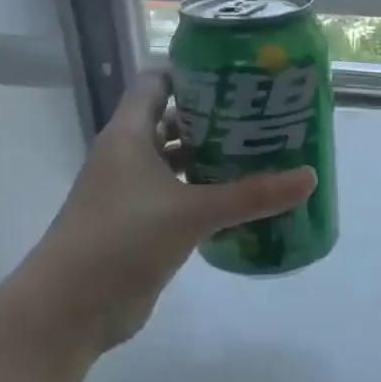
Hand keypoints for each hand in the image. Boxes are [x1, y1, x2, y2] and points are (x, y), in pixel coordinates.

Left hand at [0, 71, 315, 381]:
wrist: (70, 308)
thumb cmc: (122, 240)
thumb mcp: (192, 212)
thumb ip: (251, 195)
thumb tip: (309, 177)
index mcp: (128, 136)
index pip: (156, 83)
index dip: (192, 74)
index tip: (238, 76)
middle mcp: (127, 157)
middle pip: (172, 123)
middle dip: (215, 119)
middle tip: (264, 117)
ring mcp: (132, 194)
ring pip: (177, 164)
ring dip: (212, 160)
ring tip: (262, 154)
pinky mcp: (141, 227)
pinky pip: (179, 199)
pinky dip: (206, 196)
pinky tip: (241, 201)